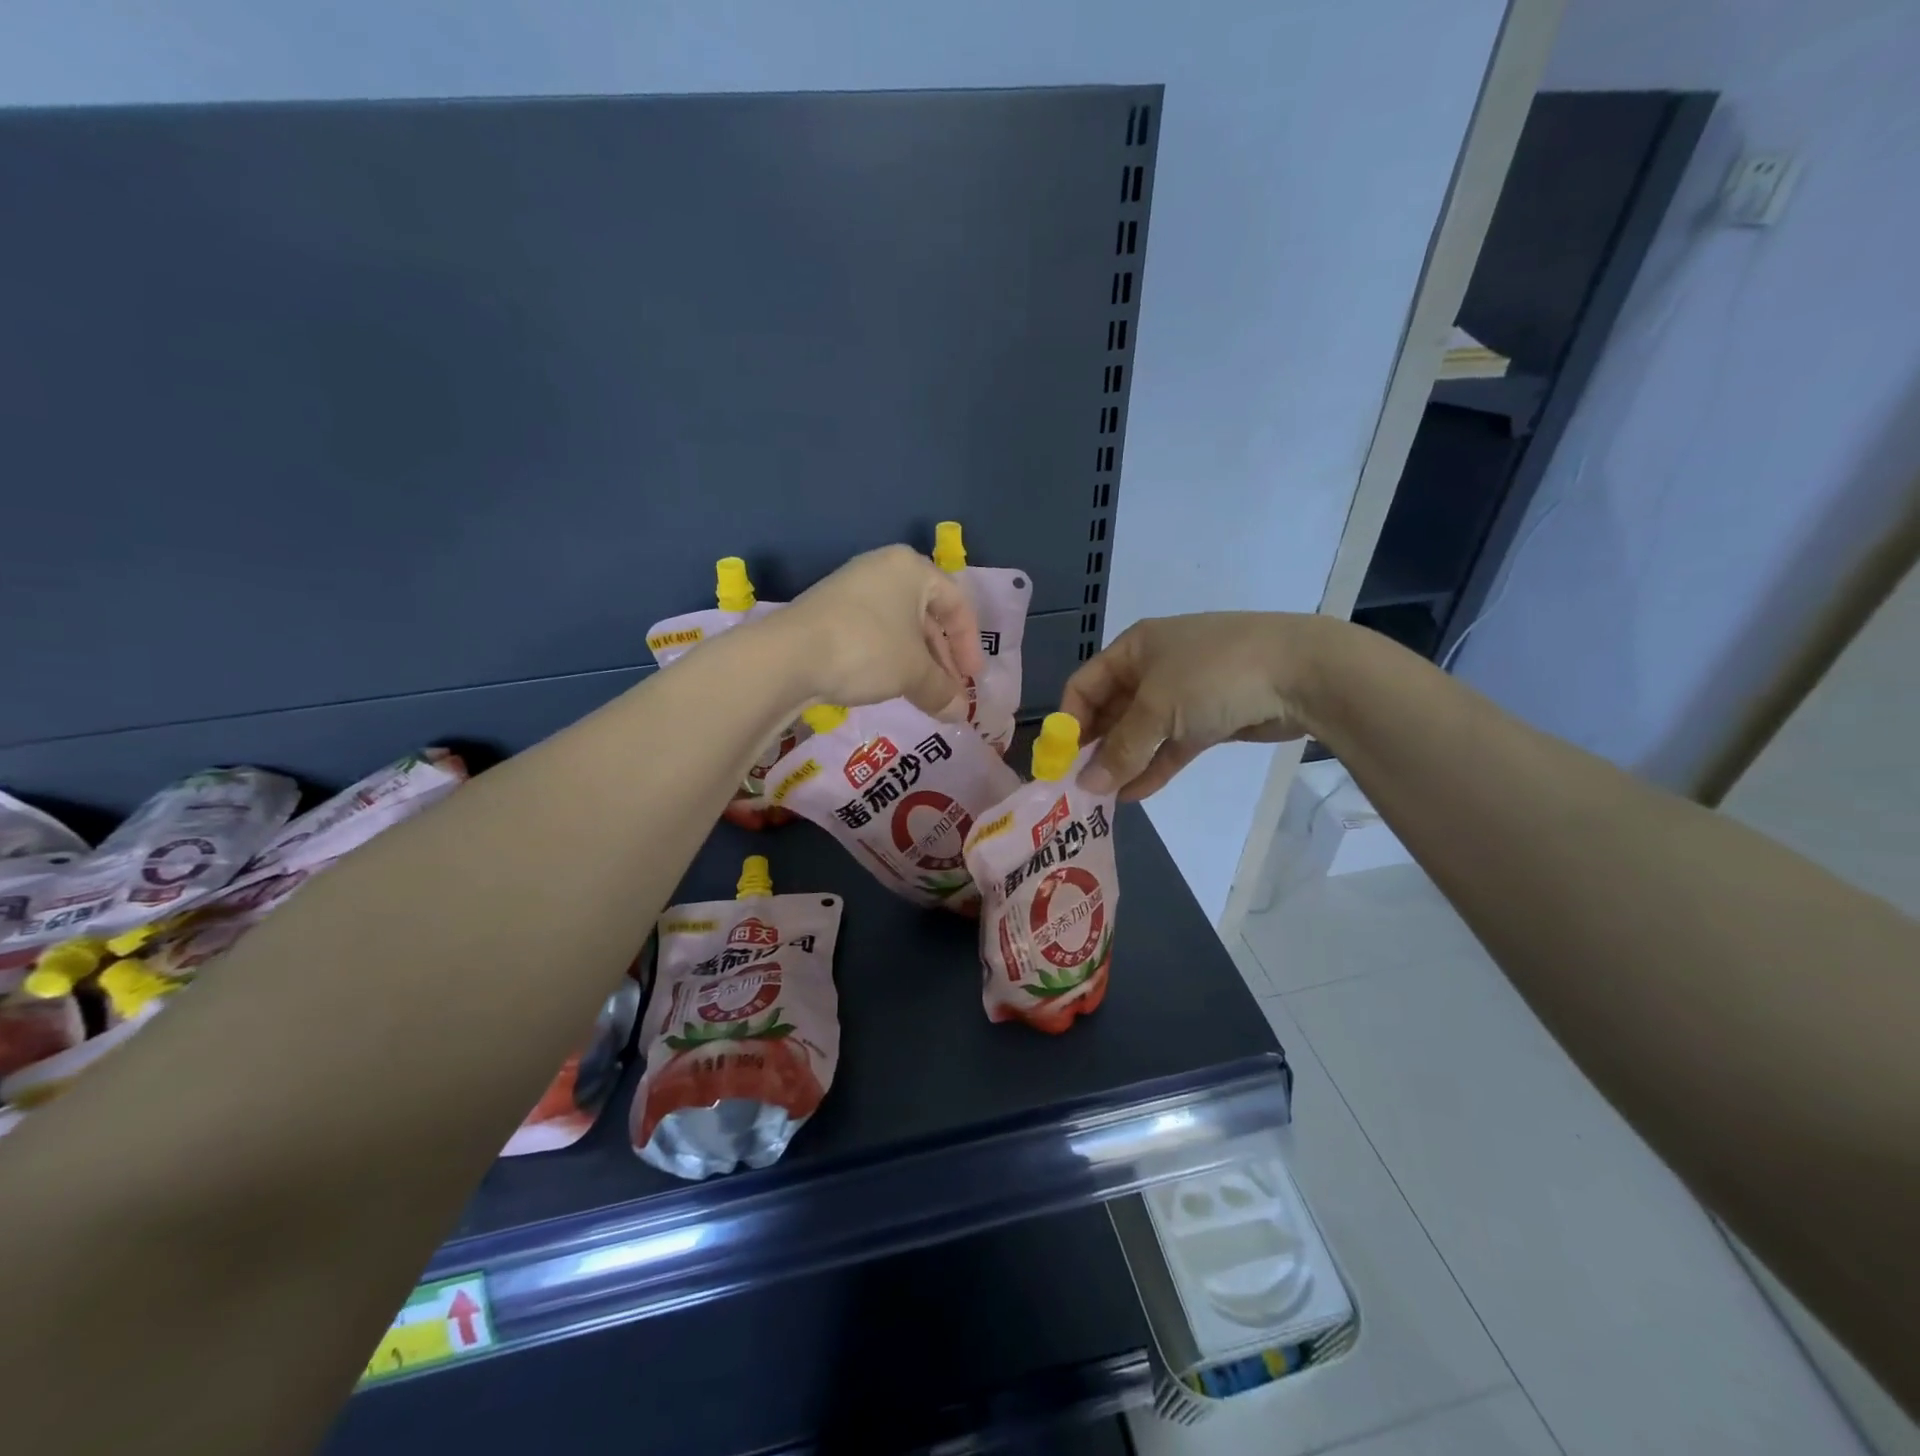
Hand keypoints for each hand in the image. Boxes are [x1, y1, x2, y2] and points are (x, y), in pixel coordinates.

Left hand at [777, 545, 985, 713]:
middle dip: (942, 658)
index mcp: (911, 568)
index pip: (957, 603)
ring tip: (923, 694)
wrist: (789, 655)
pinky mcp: (828, 611)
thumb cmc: (867, 649)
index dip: (970, 644)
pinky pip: (873, 632)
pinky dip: (888, 658)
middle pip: (927, 615)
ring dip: (917, 662)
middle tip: (949, 691)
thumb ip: (943, 690)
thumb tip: (960, 713)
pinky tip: (889, 685)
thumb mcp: (914, 672)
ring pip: (899, 626)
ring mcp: (851, 588)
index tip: (971, 679)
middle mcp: (882, 569)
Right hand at [1061, 613, 1337, 798]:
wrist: (1302, 673)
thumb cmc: (1214, 675)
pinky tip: (1133, 795)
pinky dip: (1152, 768)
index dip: (1068, 722)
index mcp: (1135, 648)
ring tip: (1101, 797)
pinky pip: (1170, 747)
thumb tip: (1085, 785)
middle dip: (1094, 747)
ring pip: (1141, 732)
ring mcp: (1184, 695)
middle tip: (1078, 785)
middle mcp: (1154, 667)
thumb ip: (1120, 750)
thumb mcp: (1158, 709)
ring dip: (1122, 762)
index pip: (1084, 685)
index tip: (1059, 760)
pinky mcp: (1209, 720)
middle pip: (1111, 710)